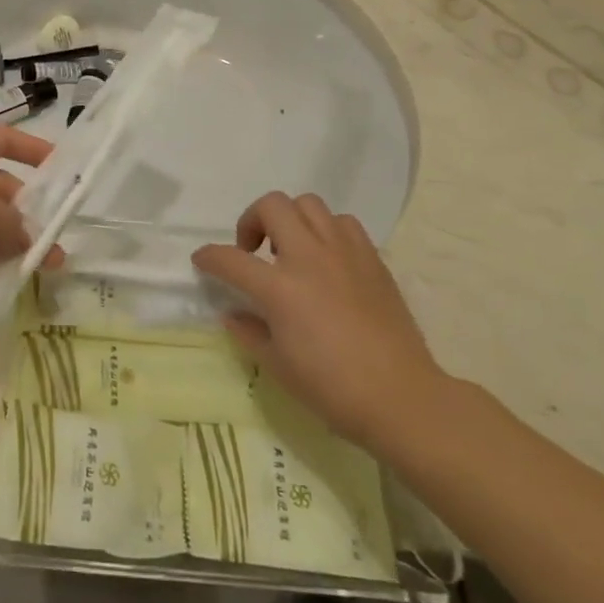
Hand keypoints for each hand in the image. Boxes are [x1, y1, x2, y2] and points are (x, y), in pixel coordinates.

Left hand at [0, 128, 54, 299]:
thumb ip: (10, 221)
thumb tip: (31, 240)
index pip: (1, 140)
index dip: (31, 148)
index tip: (60, 167)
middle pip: (2, 190)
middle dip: (29, 212)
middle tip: (58, 237)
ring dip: (15, 243)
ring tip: (45, 265)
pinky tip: (11, 276)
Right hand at [192, 192, 448, 447]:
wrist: (401, 397)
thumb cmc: (332, 388)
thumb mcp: (278, 366)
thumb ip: (249, 332)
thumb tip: (233, 314)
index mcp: (280, 288)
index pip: (230, 259)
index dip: (209, 257)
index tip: (202, 260)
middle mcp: (309, 257)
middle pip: (271, 206)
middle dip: (252, 220)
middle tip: (253, 250)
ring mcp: (343, 252)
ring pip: (308, 204)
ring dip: (291, 219)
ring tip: (291, 248)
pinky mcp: (371, 258)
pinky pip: (343, 223)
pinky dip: (327, 230)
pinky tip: (327, 258)